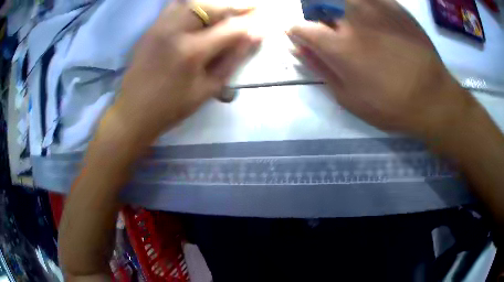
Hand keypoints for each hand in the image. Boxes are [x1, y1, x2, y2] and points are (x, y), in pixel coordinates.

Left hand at [112, 1, 259, 144]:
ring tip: (227, 10)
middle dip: (236, 5)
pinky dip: (194, 4)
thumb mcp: (208, 89)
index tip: (265, 21)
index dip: (252, 22)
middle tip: (251, 8)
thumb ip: (233, 59)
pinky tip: (202, 12)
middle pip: (212, 5)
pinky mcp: (151, 27)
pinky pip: (176, 5)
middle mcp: (175, 31)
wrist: (133, 111)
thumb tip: (255, 36)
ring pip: (193, 1)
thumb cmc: (172, 107)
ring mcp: (161, 26)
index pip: (231, 28)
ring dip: (215, 3)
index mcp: (192, 52)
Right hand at [288, 0, 475, 138]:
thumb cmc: (390, 105)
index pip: (300, 27)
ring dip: (336, 6)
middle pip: (317, 3)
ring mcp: (374, 8)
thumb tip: (297, 48)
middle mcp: (352, 19)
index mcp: (339, 46)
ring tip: (350, 24)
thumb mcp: (349, 98)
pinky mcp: (392, 5)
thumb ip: (320, 68)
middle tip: (329, 29)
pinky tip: (370, 17)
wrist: (432, 97)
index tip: (303, 38)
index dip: (297, 32)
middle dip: (315, 14)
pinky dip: (361, 4)